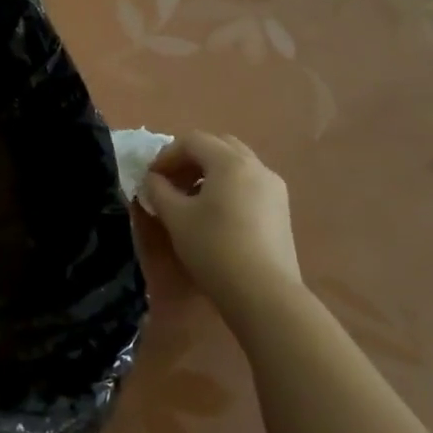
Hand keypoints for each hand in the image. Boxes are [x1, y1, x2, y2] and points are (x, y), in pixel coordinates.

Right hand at [137, 132, 301, 315]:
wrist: (264, 292)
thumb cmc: (213, 248)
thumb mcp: (174, 216)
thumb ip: (158, 190)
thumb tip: (153, 180)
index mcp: (230, 162)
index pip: (192, 141)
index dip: (166, 155)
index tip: (151, 179)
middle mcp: (256, 167)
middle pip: (218, 146)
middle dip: (190, 158)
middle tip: (171, 182)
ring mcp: (274, 188)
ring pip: (236, 164)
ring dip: (208, 172)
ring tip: (190, 199)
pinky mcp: (281, 209)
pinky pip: (248, 182)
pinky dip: (227, 186)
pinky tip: (214, 213)